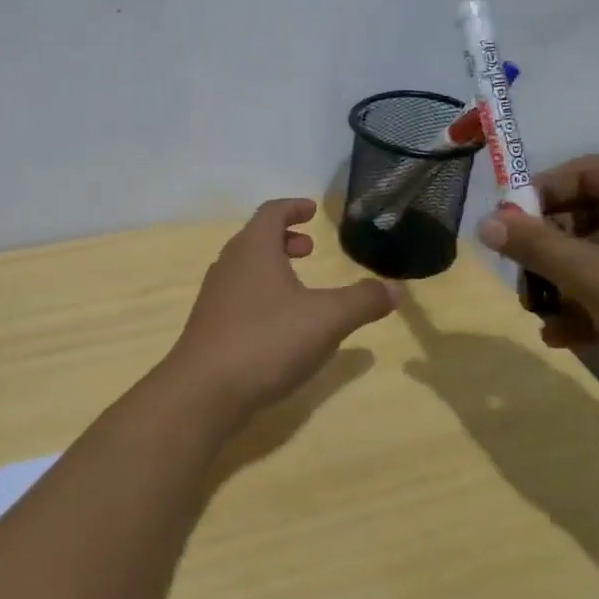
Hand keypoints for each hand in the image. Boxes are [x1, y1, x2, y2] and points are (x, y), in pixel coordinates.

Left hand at [165, 198, 397, 424]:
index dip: (293, 208)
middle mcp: (229, 264)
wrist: (204, 390)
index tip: (312, 210)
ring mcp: (215, 295)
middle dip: (284, 238)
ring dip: (272, 267)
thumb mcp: (327, 320)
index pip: (271, 212)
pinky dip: (260, 293)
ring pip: (245, 267)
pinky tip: (278, 324)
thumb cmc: (267, 340)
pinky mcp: (209, 325)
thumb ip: (362, 301)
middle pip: (255, 238)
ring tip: (298, 286)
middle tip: (309, 249)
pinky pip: (238, 295)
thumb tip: (394, 289)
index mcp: (254, 249)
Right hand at [477, 156, 598, 435]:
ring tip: (541, 318)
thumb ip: (536, 246)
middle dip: (550, 250)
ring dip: (570, 283)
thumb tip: (485, 222)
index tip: (503, 233)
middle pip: (592, 212)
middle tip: (522, 281)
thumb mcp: (596, 278)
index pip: (580, 171)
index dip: (534, 199)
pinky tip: (570, 337)